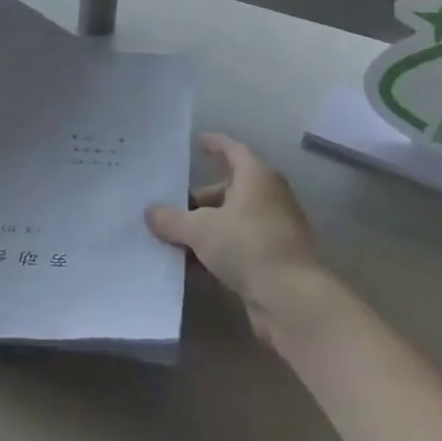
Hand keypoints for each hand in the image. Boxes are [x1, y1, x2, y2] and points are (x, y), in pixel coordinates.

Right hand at [146, 133, 324, 341]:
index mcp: (256, 177)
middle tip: (170, 205)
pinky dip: (216, 249)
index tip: (198, 141)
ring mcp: (273, 230)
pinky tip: (191, 262)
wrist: (291, 298)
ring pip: (232, 219)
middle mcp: (269, 198)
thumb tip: (150, 213)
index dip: (215, 144)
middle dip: (199, 197)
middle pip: (229, 188)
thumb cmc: (246, 245)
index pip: (233, 150)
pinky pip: (237, 245)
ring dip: (205, 226)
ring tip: (173, 236)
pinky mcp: (273, 259)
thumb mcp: (200, 229)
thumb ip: (172, 219)